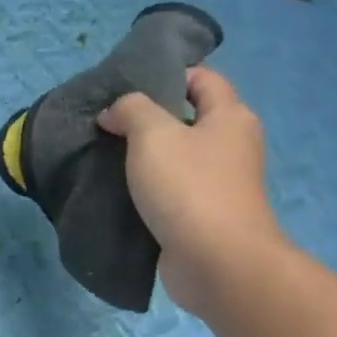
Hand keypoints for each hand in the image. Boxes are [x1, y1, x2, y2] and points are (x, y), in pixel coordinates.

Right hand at [98, 68, 286, 317]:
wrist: (216, 261)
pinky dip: (147, 189)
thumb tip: (114, 112)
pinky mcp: (203, 215)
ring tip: (105, 158)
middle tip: (107, 124)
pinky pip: (171, 191)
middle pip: (188, 119)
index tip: (128, 89)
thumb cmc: (189, 187)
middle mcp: (231, 145)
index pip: (204, 79)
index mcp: (230, 117)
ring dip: (144, 158)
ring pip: (177, 158)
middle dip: (148, 119)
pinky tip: (118, 193)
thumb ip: (131, 110)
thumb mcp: (153, 134)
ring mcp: (219, 183)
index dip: (169, 76)